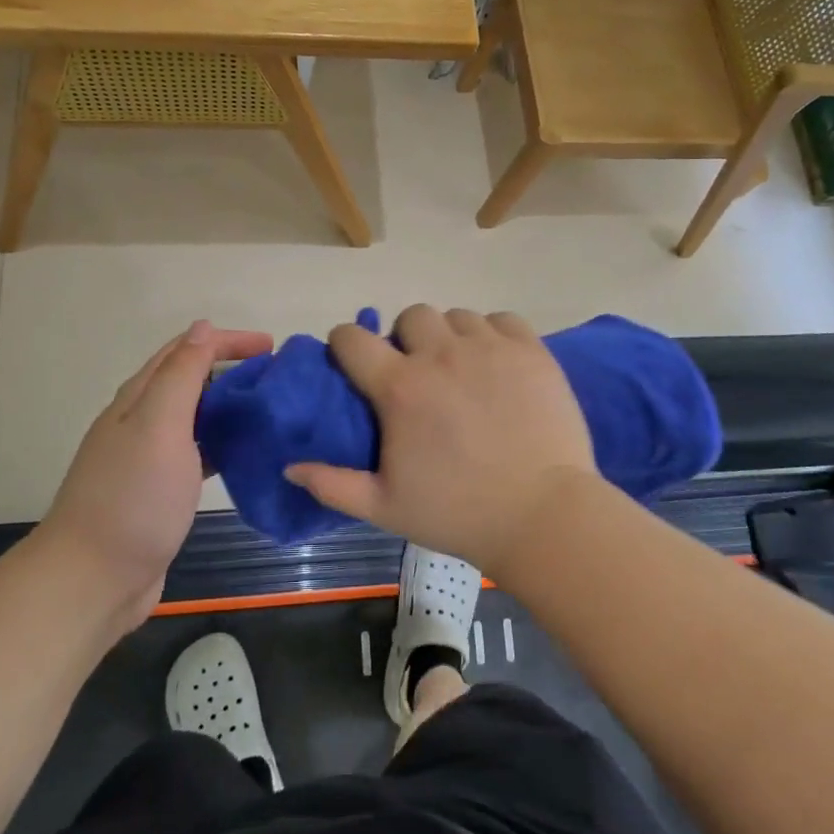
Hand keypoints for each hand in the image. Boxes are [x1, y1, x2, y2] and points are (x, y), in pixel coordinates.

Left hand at [37, 320, 271, 631]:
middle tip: (276, 378)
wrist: (93, 579)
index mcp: (139, 399)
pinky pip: (199, 452)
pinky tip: (246, 454)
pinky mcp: (161, 491)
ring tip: (268, 410)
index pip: (185, 351)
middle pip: (189, 380)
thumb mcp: (159, 425)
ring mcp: (149, 458)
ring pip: (196, 417)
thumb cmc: (133, 497)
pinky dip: (224, 443)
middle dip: (231, 370)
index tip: (270, 346)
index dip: (226, 341)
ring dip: (229, 406)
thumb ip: (181, 375)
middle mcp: (141, 422)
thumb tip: (202, 328)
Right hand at [284, 305, 597, 578]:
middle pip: (410, 315)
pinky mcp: (531, 351)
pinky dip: (493, 333)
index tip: (352, 362)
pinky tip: (497, 364)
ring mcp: (490, 348)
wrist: (544, 517)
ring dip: (449, 336)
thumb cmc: (458, 514)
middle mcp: (441, 354)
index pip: (352, 338)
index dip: (344, 344)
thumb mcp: (384, 508)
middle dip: (404, 337)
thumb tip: (289, 467)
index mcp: (400, 388)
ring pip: (456, 316)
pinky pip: (502, 319)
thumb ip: (332, 484)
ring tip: (460, 369)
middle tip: (416, 372)